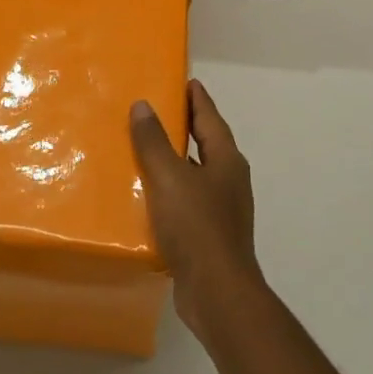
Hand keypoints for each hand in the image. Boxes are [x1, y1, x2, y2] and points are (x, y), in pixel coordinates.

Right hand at [130, 79, 263, 339]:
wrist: (216, 292)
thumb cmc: (196, 226)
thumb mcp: (169, 177)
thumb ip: (154, 141)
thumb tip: (143, 105)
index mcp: (226, 160)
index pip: (210, 119)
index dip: (197, 99)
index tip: (186, 81)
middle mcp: (229, 180)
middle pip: (207, 144)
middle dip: (186, 127)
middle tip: (159, 110)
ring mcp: (222, 210)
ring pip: (196, 174)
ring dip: (175, 161)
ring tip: (145, 150)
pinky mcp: (210, 235)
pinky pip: (187, 201)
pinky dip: (170, 191)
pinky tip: (148, 196)